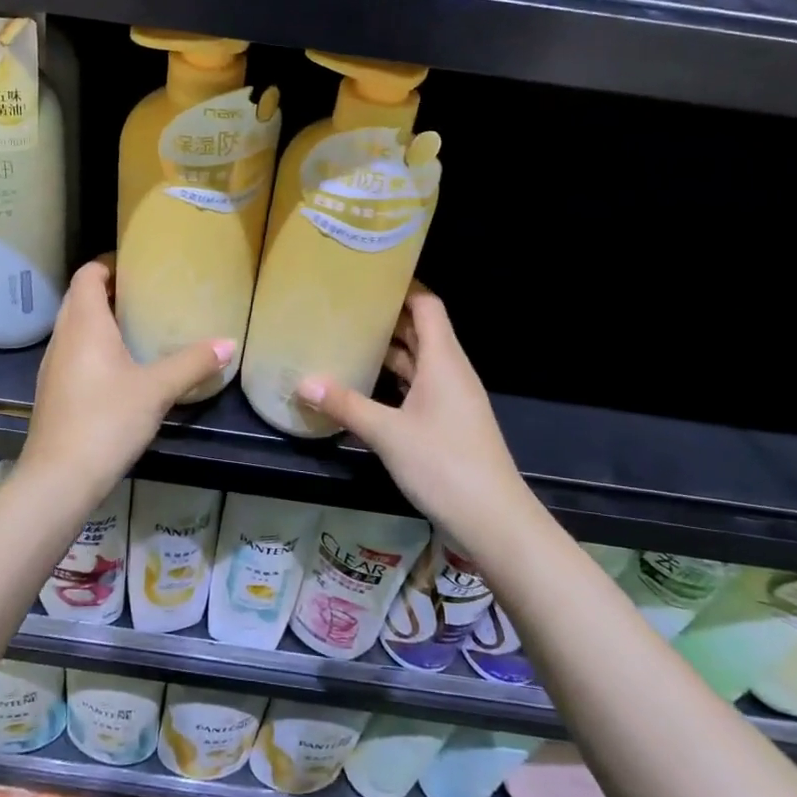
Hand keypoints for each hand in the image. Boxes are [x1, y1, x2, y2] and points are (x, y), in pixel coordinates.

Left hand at [20, 261, 232, 504]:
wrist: (59, 478)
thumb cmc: (106, 420)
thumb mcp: (157, 389)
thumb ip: (192, 363)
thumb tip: (229, 343)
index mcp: (83, 323)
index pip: (87, 274)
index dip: (108, 263)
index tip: (138, 266)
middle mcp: (63, 337)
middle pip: (79, 297)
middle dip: (108, 290)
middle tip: (144, 293)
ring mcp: (53, 365)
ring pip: (74, 327)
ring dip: (99, 319)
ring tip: (136, 325)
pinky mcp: (53, 391)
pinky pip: (73, 352)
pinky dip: (93, 346)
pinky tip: (119, 367)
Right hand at [298, 287, 523, 551]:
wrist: (493, 519)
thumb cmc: (444, 464)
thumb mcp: (388, 433)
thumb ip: (346, 406)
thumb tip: (303, 383)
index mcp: (443, 359)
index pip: (427, 305)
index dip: (402, 286)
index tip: (368, 276)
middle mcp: (450, 371)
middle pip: (421, 330)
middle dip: (387, 316)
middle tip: (346, 306)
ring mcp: (452, 398)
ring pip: (419, 360)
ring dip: (390, 349)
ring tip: (349, 338)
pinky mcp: (448, 421)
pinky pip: (418, 386)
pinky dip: (395, 379)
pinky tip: (366, 385)